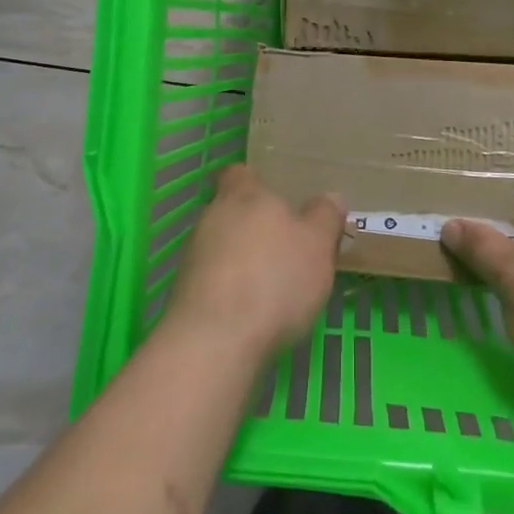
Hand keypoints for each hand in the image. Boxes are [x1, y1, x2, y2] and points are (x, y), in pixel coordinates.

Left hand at [164, 165, 343, 363]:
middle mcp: (212, 216)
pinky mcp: (184, 293)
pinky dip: (229, 289)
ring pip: (220, 245)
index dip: (256, 181)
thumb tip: (330, 197)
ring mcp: (193, 255)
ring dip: (240, 259)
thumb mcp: (317, 245)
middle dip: (253, 225)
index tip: (275, 196)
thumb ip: (324, 217)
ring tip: (270, 284)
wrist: (215, 341)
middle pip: (231, 210)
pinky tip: (251, 311)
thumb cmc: (273, 279)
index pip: (240, 173)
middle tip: (284, 245)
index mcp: (244, 194)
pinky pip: (212, 279)